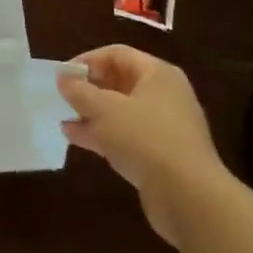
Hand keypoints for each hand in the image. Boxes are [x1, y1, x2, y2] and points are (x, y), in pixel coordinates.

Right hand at [58, 45, 230, 248]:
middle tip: (63, 97)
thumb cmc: (145, 139)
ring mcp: (165, 127)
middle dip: (89, 89)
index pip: (117, 54)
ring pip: (122, 111)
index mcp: (158, 74)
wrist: (189, 197)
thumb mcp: (104, 109)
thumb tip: (63, 79)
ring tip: (64, 118)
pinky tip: (77, 139)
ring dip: (93, 114)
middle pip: (120, 81)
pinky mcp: (162, 155)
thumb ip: (79, 91)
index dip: (87, 60)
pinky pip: (128, 135)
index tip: (63, 76)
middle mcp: (165, 95)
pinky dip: (103, 134)